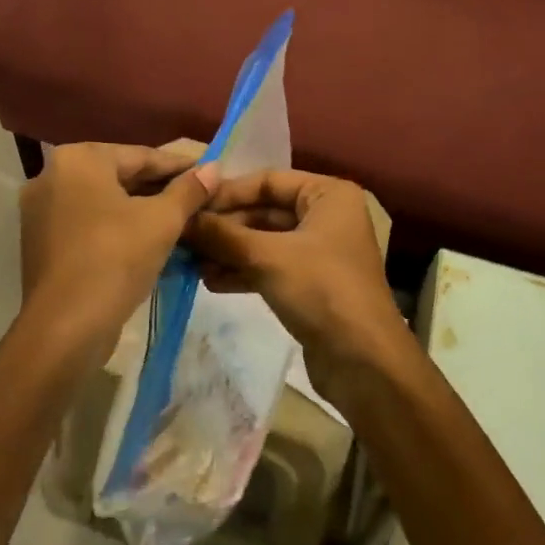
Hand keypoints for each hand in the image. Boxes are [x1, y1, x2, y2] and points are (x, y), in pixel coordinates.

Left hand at [17, 142, 216, 367]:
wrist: (66, 327)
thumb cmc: (115, 259)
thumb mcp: (162, 221)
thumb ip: (189, 190)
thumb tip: (214, 168)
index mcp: (78, 159)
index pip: (141, 156)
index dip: (180, 166)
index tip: (210, 174)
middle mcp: (52, 175)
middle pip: (120, 176)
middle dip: (161, 189)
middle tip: (200, 199)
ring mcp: (41, 210)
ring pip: (105, 202)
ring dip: (142, 210)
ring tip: (181, 220)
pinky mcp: (41, 242)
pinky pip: (89, 223)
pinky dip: (118, 227)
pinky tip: (149, 241)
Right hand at [185, 169, 407, 404]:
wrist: (364, 363)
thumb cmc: (322, 290)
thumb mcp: (268, 257)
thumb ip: (222, 236)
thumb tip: (180, 219)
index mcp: (328, 195)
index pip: (267, 180)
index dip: (228, 193)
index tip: (190, 206)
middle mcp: (325, 216)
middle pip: (264, 211)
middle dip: (225, 227)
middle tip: (183, 237)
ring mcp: (318, 252)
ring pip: (264, 241)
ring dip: (228, 251)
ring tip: (190, 262)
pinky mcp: (310, 284)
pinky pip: (269, 267)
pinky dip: (242, 272)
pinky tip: (209, 281)